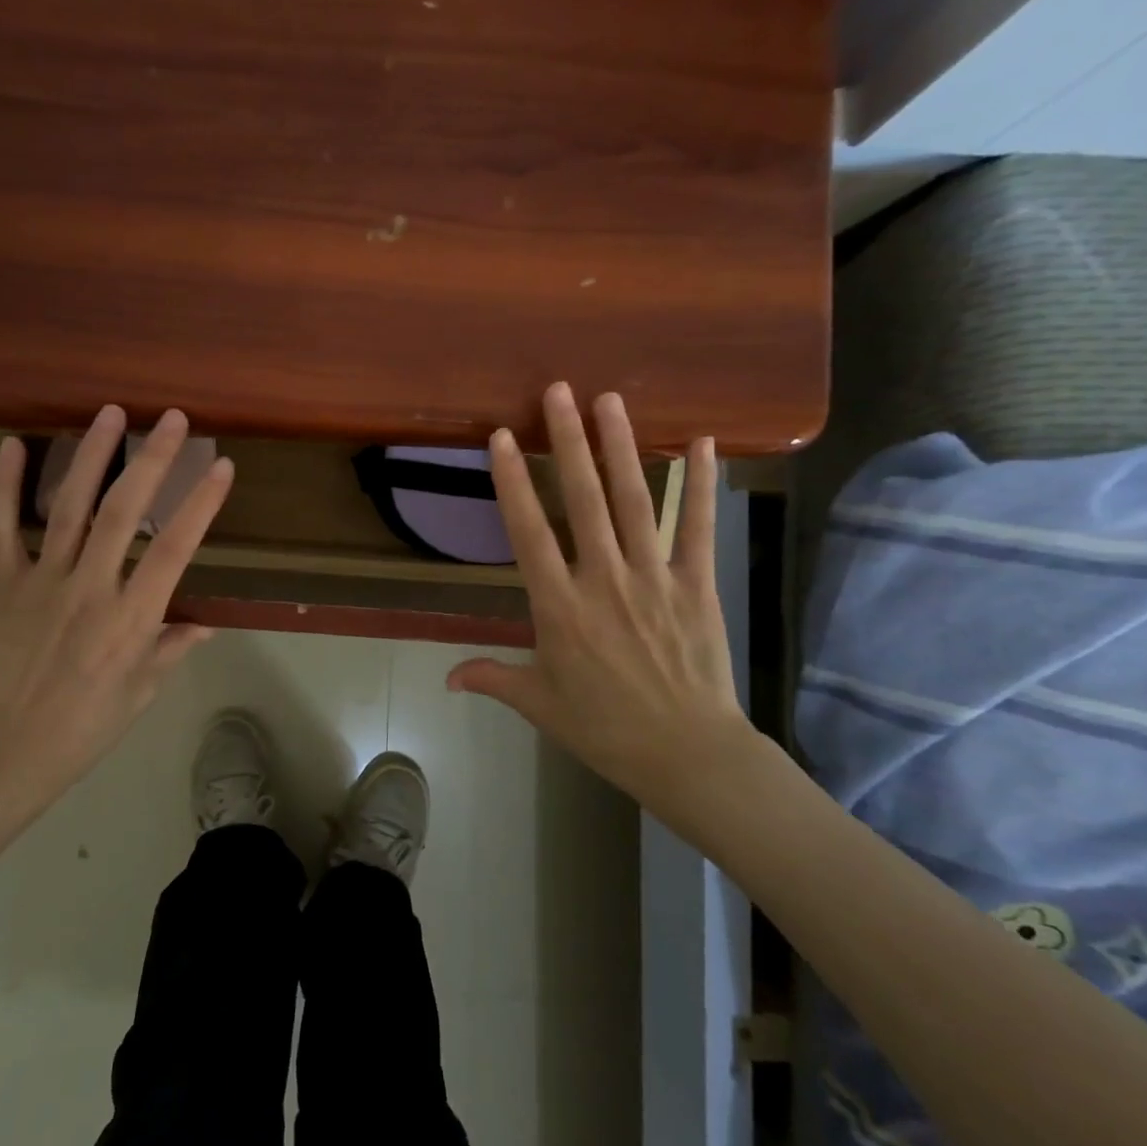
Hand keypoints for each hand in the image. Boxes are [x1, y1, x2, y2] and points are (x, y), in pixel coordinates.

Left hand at [0, 405, 233, 830]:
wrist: (7, 753)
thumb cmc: (87, 728)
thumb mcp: (143, 691)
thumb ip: (172, 646)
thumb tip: (206, 622)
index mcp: (130, 619)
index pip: (173, 550)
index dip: (199, 505)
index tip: (220, 466)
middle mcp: (89, 589)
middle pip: (123, 512)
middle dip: (151, 460)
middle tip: (172, 420)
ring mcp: (42, 582)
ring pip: (68, 507)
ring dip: (91, 456)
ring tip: (110, 414)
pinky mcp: (4, 585)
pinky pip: (0, 529)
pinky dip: (3, 487)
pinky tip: (11, 446)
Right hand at [446, 383, 758, 832]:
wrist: (687, 754)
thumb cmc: (605, 729)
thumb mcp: (539, 704)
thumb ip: (492, 678)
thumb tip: (445, 679)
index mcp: (559, 606)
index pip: (528, 531)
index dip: (513, 481)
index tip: (502, 436)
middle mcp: (603, 579)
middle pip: (583, 499)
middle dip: (569, 441)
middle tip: (560, 390)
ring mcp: (653, 577)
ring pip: (635, 501)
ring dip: (622, 447)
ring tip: (612, 399)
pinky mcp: (696, 584)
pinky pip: (698, 527)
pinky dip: (700, 485)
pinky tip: (700, 443)